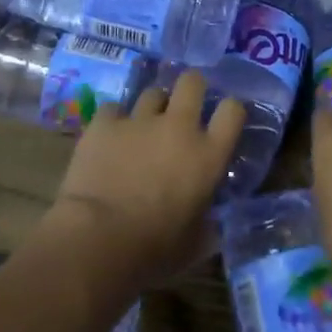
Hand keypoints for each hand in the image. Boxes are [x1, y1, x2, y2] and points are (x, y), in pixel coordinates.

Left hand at [47, 70, 244, 290]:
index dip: (230, 109)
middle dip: (191, 88)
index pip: (233, 110)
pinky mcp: (103, 124)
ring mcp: (139, 120)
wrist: (97, 240)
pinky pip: (114, 108)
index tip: (224, 118)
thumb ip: (208, 223)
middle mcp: (179, 127)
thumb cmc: (154, 249)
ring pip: (153, 92)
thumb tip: (211, 222)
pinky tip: (110, 136)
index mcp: (208, 155)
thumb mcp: (196, 242)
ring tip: (145, 124)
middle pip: (193, 82)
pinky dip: (115, 120)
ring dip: (153, 106)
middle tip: (185, 105)